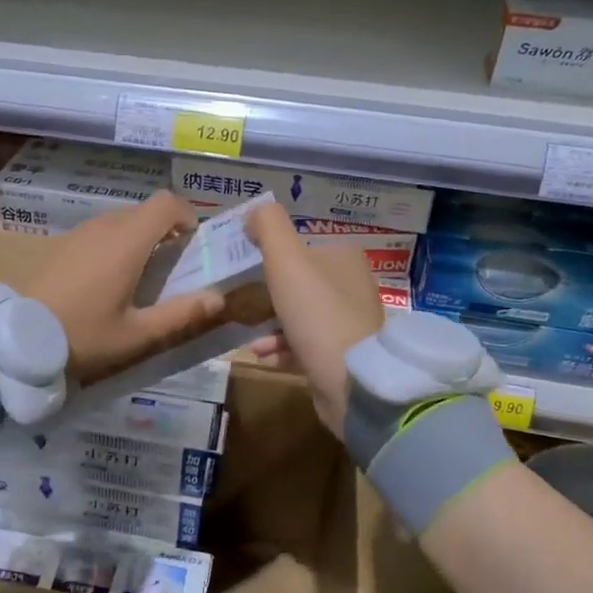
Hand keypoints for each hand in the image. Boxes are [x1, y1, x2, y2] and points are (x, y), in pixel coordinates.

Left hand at [23, 191, 226, 384]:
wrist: (18, 338)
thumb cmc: (84, 334)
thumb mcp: (137, 333)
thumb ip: (180, 314)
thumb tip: (218, 298)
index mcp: (127, 241)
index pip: (166, 203)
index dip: (185, 215)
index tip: (192, 243)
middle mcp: (105, 227)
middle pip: (145, 211)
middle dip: (166, 229)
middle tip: (173, 265)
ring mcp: (80, 232)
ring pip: (122, 219)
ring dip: (140, 236)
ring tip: (143, 274)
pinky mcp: (63, 243)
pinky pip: (101, 231)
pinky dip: (117, 242)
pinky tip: (111, 278)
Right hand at [243, 201, 384, 436]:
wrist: (351, 380)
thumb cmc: (316, 312)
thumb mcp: (286, 259)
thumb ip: (269, 227)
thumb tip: (255, 212)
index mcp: (344, 257)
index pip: (301, 247)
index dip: (271, 256)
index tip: (243, 269)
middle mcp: (352, 285)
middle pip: (299, 282)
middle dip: (267, 294)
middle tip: (240, 301)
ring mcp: (351, 323)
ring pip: (300, 315)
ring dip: (270, 323)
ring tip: (247, 333)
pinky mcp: (344, 356)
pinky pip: (305, 344)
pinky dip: (282, 347)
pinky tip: (263, 355)